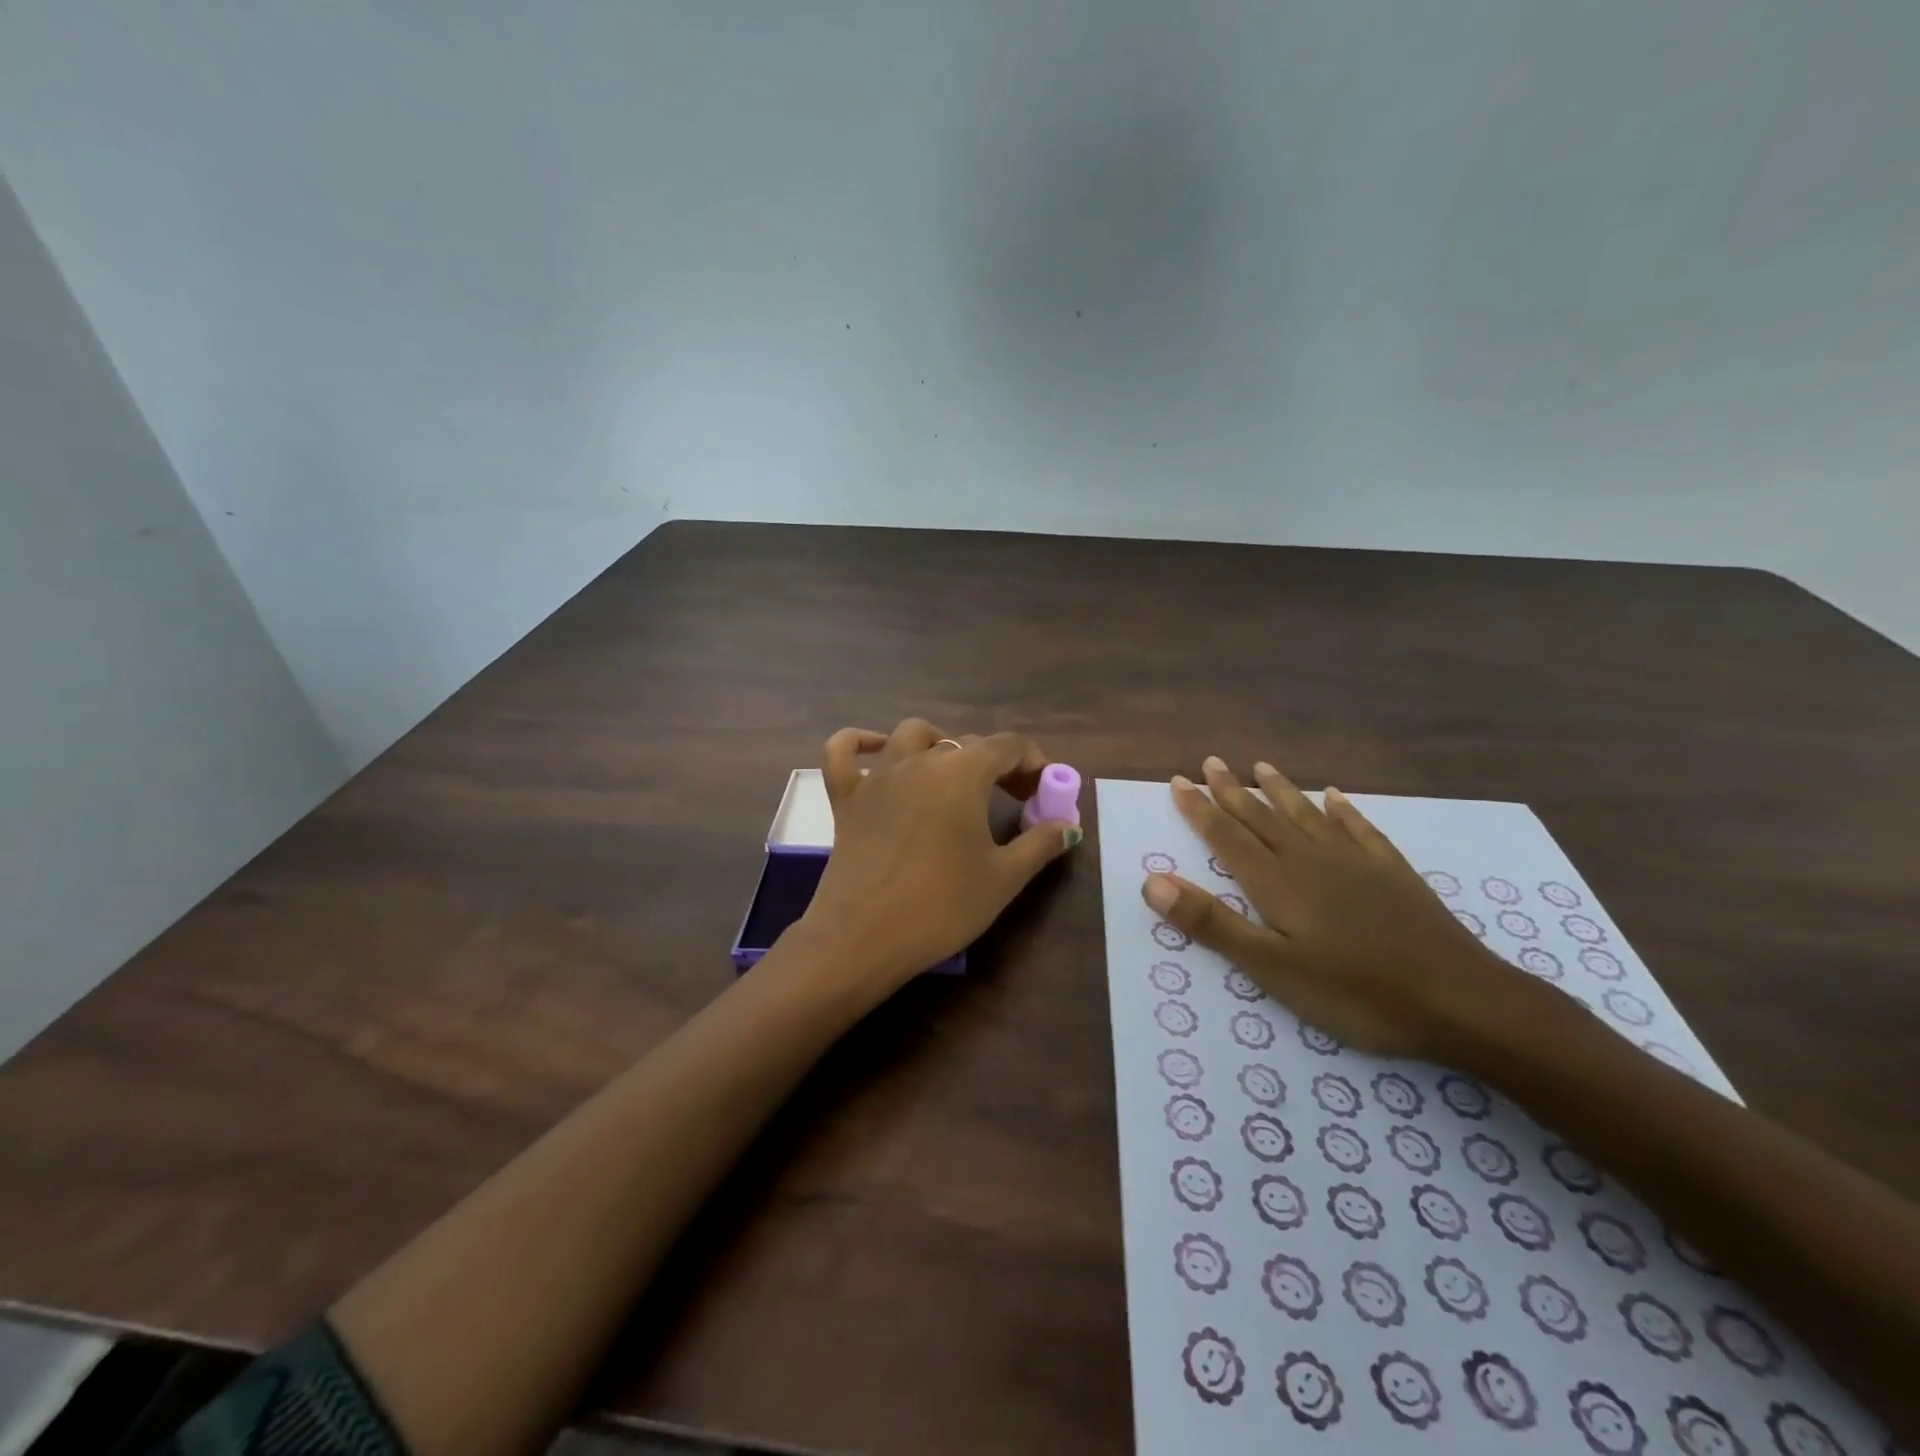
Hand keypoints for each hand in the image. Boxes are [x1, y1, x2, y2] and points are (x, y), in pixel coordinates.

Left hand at [793, 719, 1080, 1001]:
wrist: (864, 937)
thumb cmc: (942, 905)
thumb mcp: (1004, 877)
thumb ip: (1040, 844)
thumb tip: (1069, 827)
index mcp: (962, 773)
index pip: (1007, 746)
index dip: (1034, 762)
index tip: (1044, 791)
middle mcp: (920, 760)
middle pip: (966, 742)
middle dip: (997, 763)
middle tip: (1015, 797)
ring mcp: (878, 776)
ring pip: (911, 735)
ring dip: (940, 743)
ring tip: (954, 773)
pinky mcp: (846, 797)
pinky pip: (844, 752)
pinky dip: (860, 742)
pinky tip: (878, 750)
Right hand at [1140, 757, 1543, 1060]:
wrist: (1461, 1001)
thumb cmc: (1356, 993)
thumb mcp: (1272, 968)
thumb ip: (1212, 923)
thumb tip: (1152, 881)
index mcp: (1277, 883)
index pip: (1227, 836)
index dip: (1200, 809)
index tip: (1178, 781)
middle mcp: (1310, 860)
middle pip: (1262, 818)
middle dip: (1232, 791)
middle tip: (1210, 762)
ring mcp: (1356, 863)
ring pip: (1306, 815)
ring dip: (1280, 790)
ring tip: (1260, 766)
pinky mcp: (1393, 874)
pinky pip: (1359, 829)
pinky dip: (1343, 810)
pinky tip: (1335, 796)